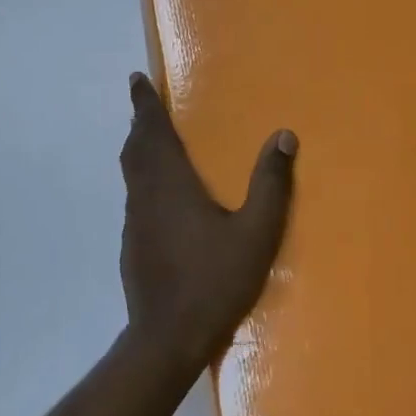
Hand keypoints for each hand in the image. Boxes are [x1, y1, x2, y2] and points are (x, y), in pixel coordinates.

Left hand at [119, 72, 296, 371]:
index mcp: (171, 185)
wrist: (167, 337)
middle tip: (145, 104)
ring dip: (139, 150)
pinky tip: (160, 195)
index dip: (144, 104)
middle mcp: (146, 196)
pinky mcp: (132, 246)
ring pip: (132, 174)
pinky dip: (142, 178)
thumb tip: (284, 135)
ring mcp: (134, 223)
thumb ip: (271, 183)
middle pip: (136, 149)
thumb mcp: (256, 232)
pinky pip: (135, 197)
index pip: (152, 132)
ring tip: (151, 140)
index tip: (136, 78)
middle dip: (140, 122)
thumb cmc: (214, 280)